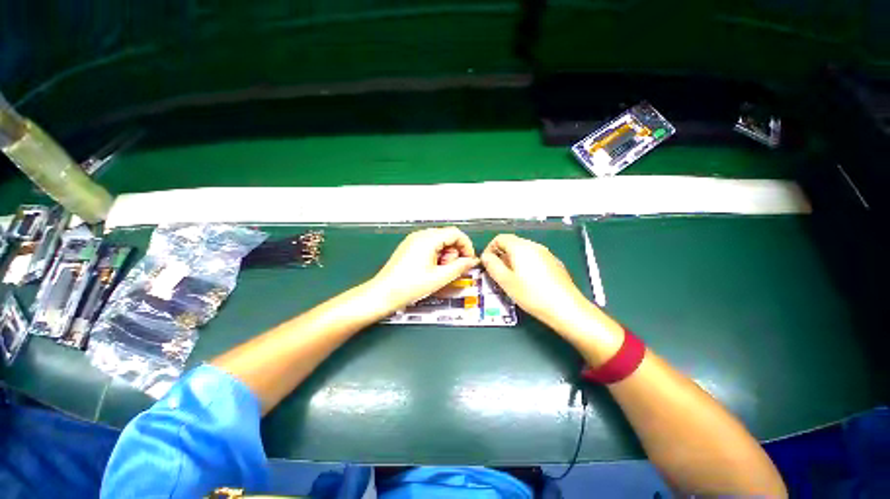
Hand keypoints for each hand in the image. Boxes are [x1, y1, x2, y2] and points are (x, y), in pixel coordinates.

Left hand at [369, 227, 479, 310]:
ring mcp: (413, 240)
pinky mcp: (409, 247)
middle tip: (450, 269)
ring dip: (445, 254)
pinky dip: (436, 255)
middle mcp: (420, 235)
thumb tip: (472, 261)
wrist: (383, 294)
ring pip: (439, 241)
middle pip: (447, 236)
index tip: (468, 260)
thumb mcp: (439, 278)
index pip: (455, 233)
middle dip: (454, 252)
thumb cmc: (409, 286)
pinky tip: (431, 269)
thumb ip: (459, 267)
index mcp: (428, 239)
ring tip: (439, 271)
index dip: (466, 246)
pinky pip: (429, 246)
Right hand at [481, 234, 589, 328]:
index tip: (487, 263)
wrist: (566, 308)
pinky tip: (528, 282)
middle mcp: (534, 246)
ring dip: (512, 261)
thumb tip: (486, 257)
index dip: (490, 249)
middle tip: (497, 273)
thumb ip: (492, 266)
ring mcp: (546, 254)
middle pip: (512, 243)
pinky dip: (525, 265)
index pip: (500, 238)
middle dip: (501, 256)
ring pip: (523, 251)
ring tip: (511, 279)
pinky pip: (534, 258)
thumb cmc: (532, 295)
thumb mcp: (506, 281)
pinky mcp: (554, 263)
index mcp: (521, 247)